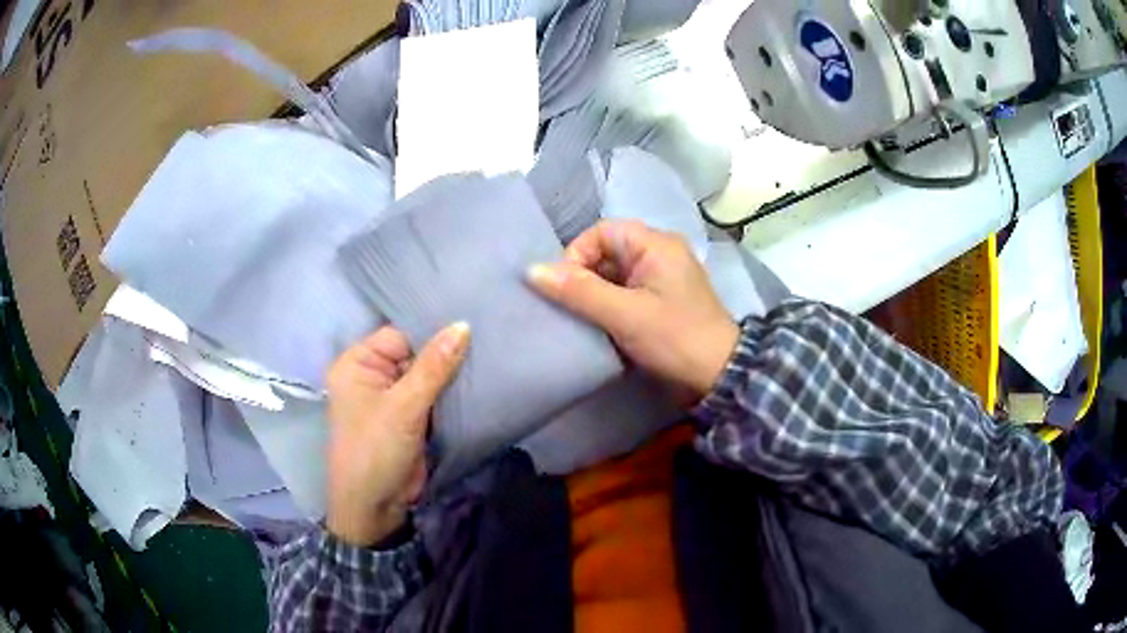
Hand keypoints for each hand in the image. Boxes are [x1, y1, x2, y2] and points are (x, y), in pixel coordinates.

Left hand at [325, 323, 469, 546]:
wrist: (375, 507)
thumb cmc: (376, 449)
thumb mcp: (404, 406)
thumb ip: (434, 366)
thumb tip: (463, 325)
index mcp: (357, 363)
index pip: (400, 334)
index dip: (431, 330)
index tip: (471, 322)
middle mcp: (372, 375)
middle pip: (414, 352)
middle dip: (445, 352)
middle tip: (487, 338)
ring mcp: (392, 398)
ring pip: (427, 375)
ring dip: (451, 374)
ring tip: (489, 356)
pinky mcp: (409, 417)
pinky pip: (432, 396)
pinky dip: (451, 393)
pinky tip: (478, 381)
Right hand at [528, 220, 738, 398]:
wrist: (719, 376)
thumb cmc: (674, 338)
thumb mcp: (624, 315)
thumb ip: (579, 291)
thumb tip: (532, 270)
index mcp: (655, 244)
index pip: (602, 232)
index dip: (577, 255)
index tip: (565, 287)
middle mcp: (660, 253)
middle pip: (607, 253)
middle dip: (584, 277)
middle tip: (569, 307)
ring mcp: (662, 278)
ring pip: (614, 275)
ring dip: (595, 295)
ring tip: (581, 318)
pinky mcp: (662, 301)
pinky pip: (626, 293)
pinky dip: (609, 306)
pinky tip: (599, 326)